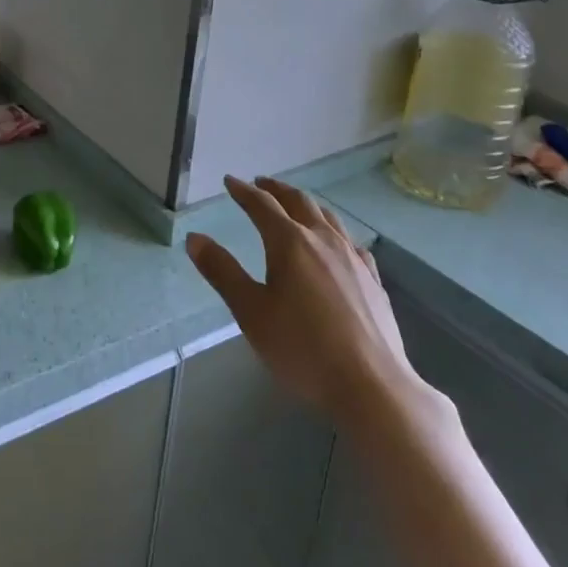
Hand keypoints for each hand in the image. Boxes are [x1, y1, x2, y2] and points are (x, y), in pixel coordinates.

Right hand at [186, 176, 422, 424]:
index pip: (262, 205)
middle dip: (276, 189)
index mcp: (289, 242)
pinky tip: (336, 242)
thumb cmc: (302, 348)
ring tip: (295, 204)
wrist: (371, 384)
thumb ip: (222, 272)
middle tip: (261, 184)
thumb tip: (195, 238)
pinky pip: (350, 241)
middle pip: (298, 202)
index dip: (244, 191)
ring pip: (327, 216)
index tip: (230, 182)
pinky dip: (334, 230)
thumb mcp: (251, 312)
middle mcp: (322, 239)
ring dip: (305, 204)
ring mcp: (352, 257)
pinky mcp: (373, 279)